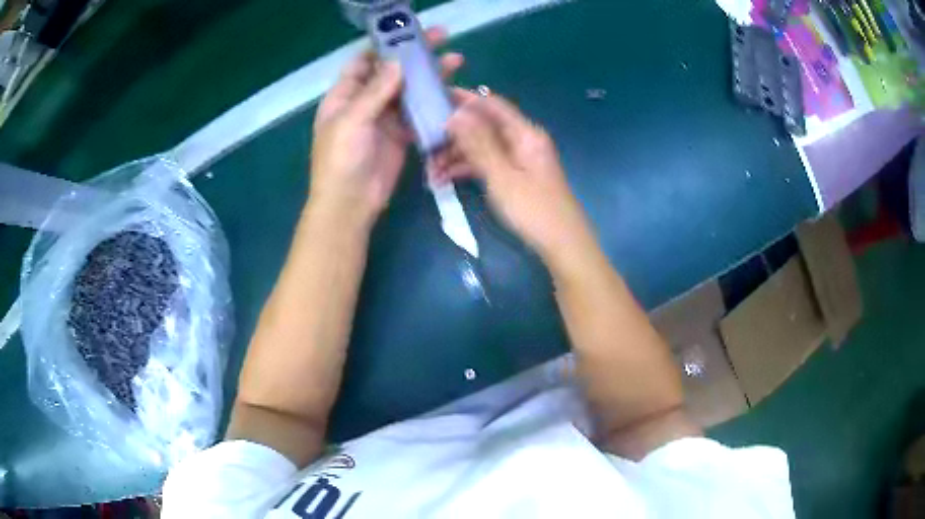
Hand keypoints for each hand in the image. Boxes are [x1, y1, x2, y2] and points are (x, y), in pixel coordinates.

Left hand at [309, 28, 463, 227]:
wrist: (350, 204)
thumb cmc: (341, 160)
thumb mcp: (352, 121)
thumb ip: (375, 91)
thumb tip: (397, 62)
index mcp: (344, 95)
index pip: (364, 62)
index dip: (385, 47)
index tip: (410, 35)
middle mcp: (364, 102)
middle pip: (391, 72)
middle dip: (414, 57)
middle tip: (442, 40)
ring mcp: (384, 118)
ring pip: (408, 91)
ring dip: (428, 77)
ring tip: (454, 62)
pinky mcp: (401, 135)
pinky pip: (418, 113)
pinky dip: (432, 103)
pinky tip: (451, 92)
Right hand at [436, 91, 589, 255]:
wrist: (562, 244)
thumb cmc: (533, 209)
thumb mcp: (501, 176)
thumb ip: (478, 144)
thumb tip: (455, 114)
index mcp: (524, 133)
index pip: (491, 104)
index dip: (464, 98)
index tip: (434, 97)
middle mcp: (522, 140)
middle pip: (483, 126)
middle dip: (453, 134)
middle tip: (423, 141)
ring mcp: (518, 159)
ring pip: (481, 147)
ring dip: (455, 155)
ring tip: (429, 169)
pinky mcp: (515, 176)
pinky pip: (487, 164)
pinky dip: (467, 169)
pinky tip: (443, 180)